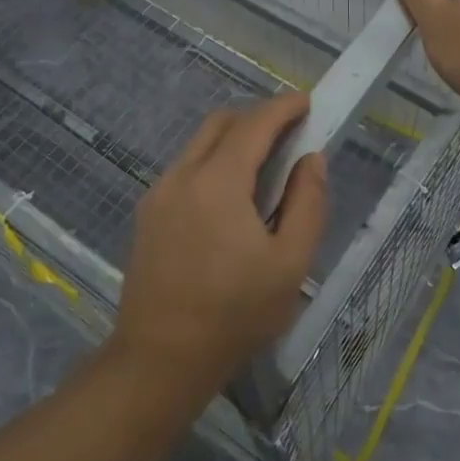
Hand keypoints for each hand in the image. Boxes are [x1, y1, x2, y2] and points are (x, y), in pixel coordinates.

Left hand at [112, 92, 328, 394]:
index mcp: (218, 182)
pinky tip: (231, 197)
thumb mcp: (290, 263)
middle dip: (258, 117)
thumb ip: (308, 203)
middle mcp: (183, 175)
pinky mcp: (147, 213)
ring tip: (265, 165)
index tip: (308, 101)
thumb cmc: (234, 314)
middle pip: (221, 123)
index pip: (255, 124)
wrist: (160, 359)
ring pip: (199, 144)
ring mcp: (159, 193)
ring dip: (233, 139)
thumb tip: (312, 159)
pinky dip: (213, 162)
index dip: (284, 107)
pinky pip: (185, 169)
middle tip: (290, 132)